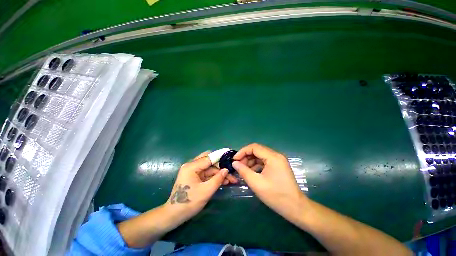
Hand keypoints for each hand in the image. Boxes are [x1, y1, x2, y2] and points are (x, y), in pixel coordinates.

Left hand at [165, 151, 237, 224]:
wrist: (174, 215)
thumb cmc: (189, 203)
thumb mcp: (206, 191)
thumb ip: (218, 179)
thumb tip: (226, 170)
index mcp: (191, 166)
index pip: (209, 158)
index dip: (220, 157)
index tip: (231, 157)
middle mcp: (192, 165)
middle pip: (209, 160)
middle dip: (221, 166)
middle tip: (231, 171)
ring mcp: (193, 171)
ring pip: (210, 168)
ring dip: (219, 172)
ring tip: (231, 179)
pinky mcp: (195, 176)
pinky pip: (207, 173)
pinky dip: (215, 176)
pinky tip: (224, 181)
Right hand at [232, 143, 307, 222]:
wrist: (295, 208)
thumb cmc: (276, 196)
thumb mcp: (256, 183)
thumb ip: (243, 171)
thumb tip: (234, 163)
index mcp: (273, 157)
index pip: (254, 147)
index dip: (242, 151)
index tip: (234, 159)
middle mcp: (276, 155)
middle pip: (257, 150)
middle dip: (246, 156)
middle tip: (238, 166)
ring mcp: (278, 160)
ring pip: (260, 156)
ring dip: (250, 161)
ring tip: (243, 170)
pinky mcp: (278, 166)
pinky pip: (264, 161)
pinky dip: (256, 165)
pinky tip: (251, 172)